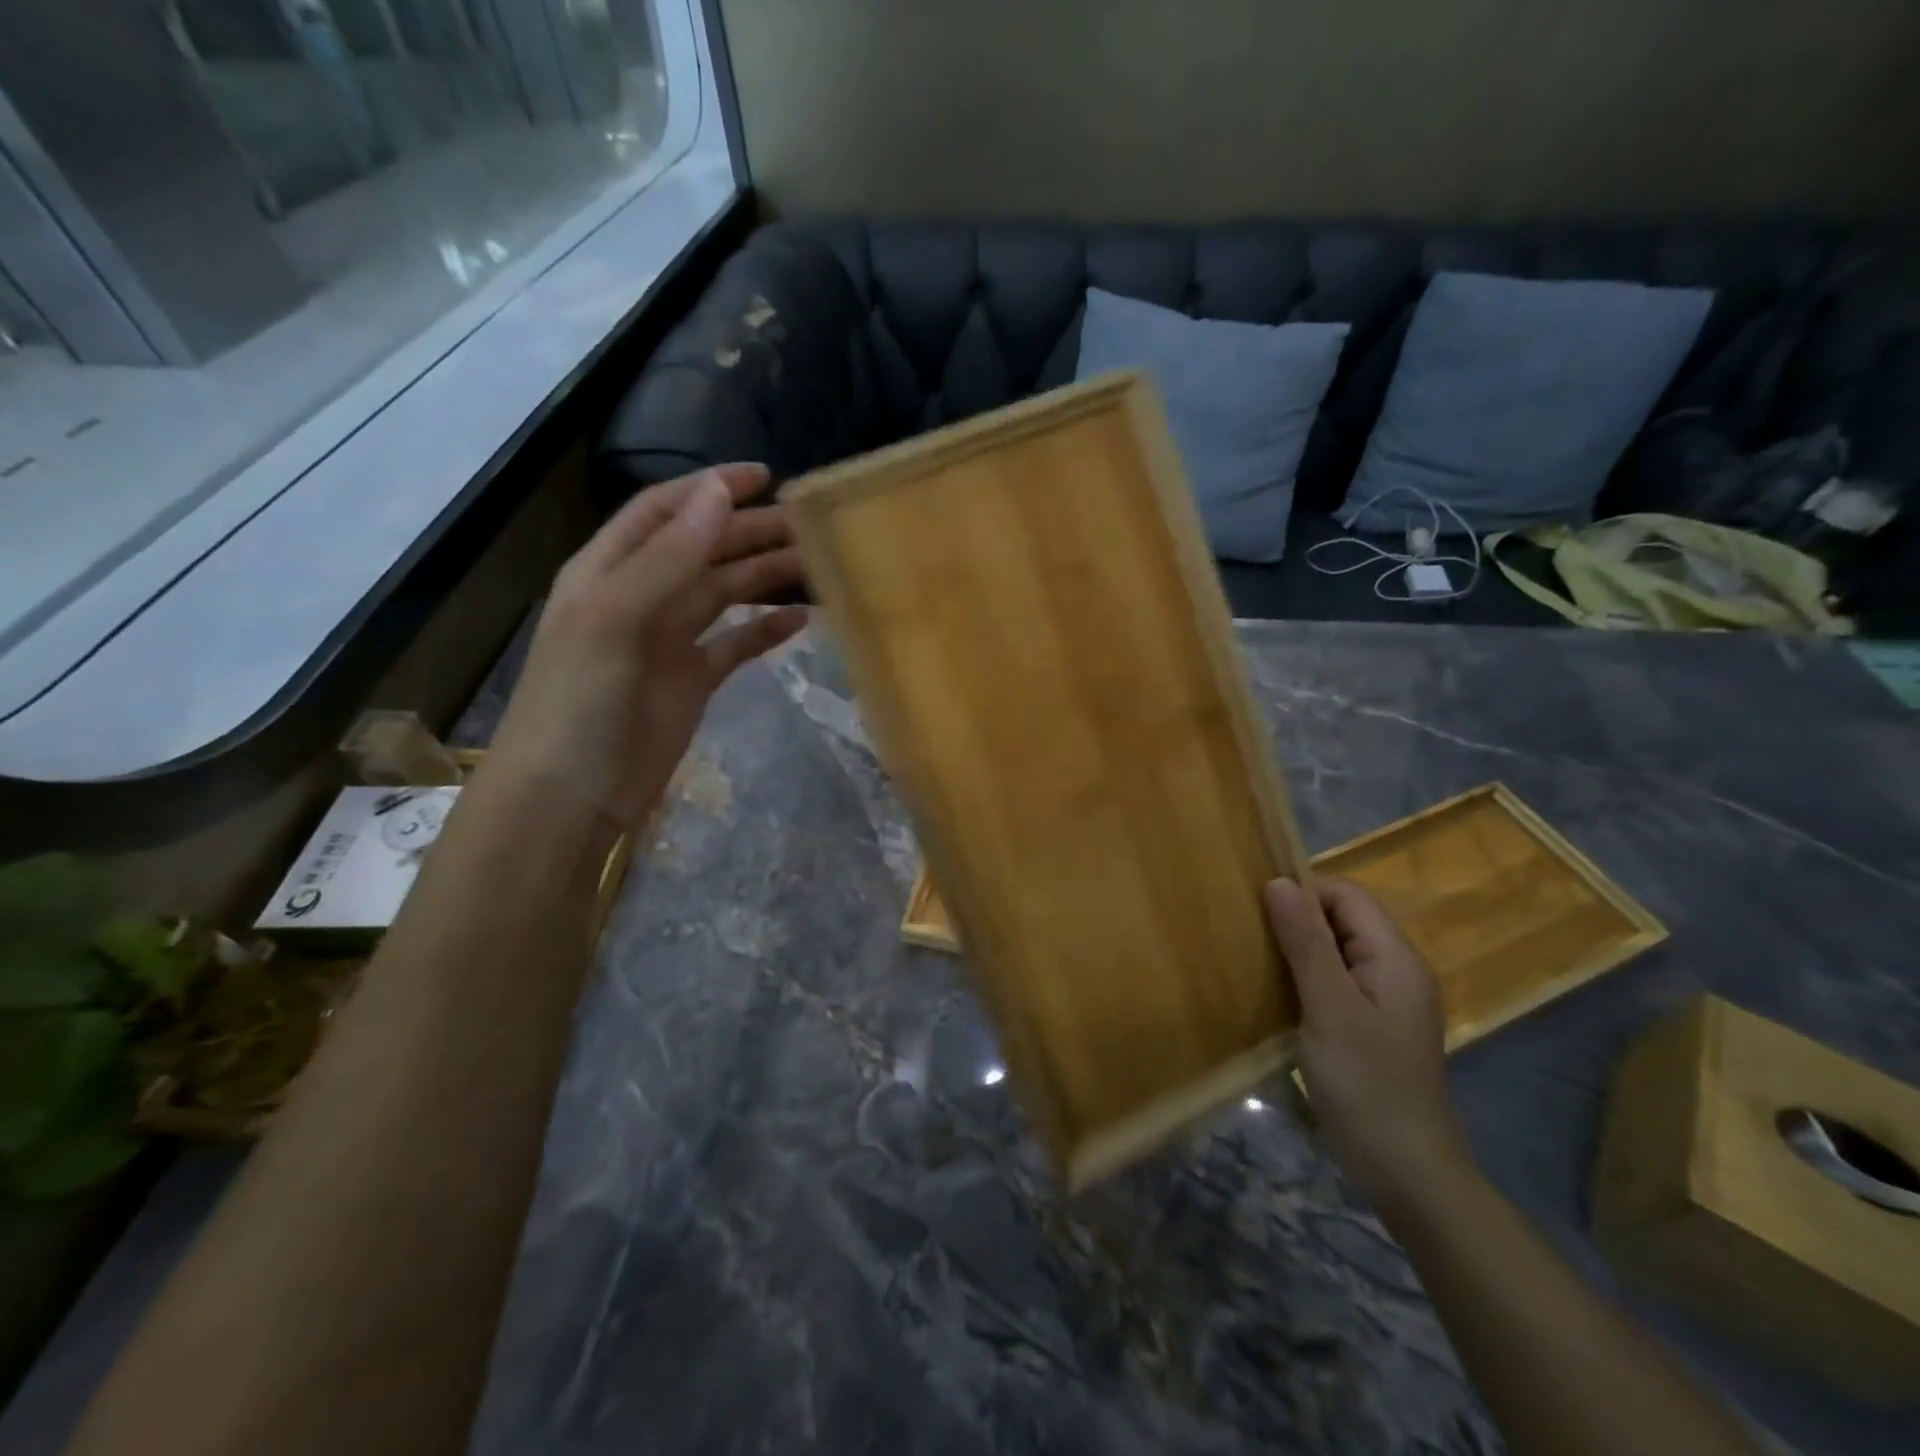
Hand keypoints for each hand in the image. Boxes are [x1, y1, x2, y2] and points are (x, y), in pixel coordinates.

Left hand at [485, 463, 807, 829]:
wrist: (572, 794)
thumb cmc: (581, 701)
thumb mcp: (616, 619)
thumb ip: (669, 558)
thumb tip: (719, 495)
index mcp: (609, 571)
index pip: (664, 511)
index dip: (709, 488)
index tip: (764, 477)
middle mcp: (641, 597)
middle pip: (703, 550)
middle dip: (751, 532)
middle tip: (808, 524)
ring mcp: (670, 641)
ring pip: (725, 593)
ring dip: (766, 576)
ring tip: (816, 565)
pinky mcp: (693, 681)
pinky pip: (736, 644)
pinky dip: (766, 629)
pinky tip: (801, 620)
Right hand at [1264, 877, 1473, 1217]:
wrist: (1407, 1173)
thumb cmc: (1366, 1085)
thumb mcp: (1329, 1008)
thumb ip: (1306, 943)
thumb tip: (1278, 882)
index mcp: (1395, 957)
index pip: (1347, 895)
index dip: (1303, 891)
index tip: (1256, 908)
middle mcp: (1397, 969)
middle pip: (1344, 919)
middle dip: (1297, 918)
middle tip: (1250, 934)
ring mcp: (1387, 999)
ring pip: (1338, 949)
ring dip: (1298, 948)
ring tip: (1255, 958)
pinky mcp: (1374, 1024)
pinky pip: (1337, 980)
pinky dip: (1307, 976)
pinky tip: (1277, 994)